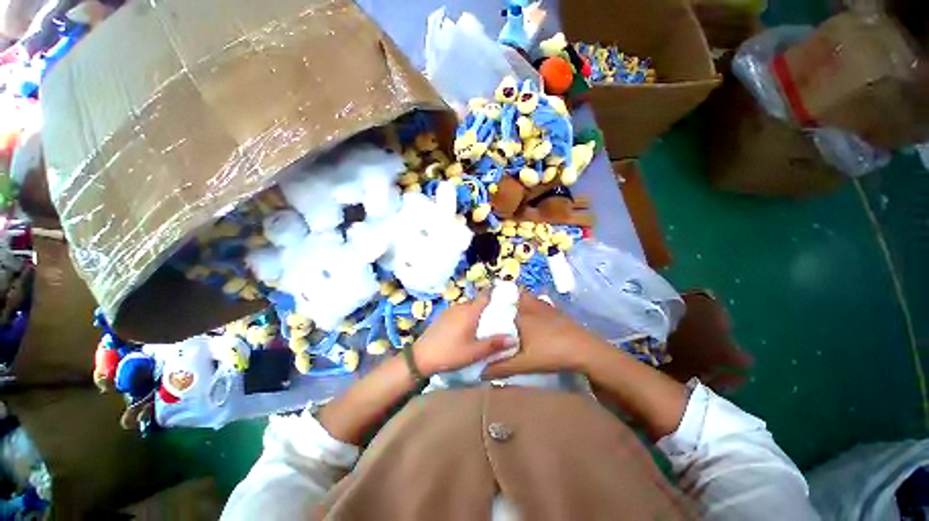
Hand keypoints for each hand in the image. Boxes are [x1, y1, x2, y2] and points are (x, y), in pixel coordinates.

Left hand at [413, 293, 514, 375]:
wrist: (421, 356)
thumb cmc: (450, 353)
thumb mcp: (474, 352)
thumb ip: (494, 344)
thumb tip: (514, 339)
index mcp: (470, 311)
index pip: (485, 295)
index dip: (495, 292)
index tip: (504, 295)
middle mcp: (460, 306)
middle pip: (477, 301)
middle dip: (487, 306)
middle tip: (497, 316)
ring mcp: (450, 310)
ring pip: (468, 307)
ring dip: (476, 312)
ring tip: (483, 324)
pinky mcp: (443, 316)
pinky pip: (459, 311)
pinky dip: (466, 316)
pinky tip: (466, 329)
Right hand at [482, 293, 607, 378]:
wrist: (585, 351)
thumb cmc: (551, 353)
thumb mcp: (523, 363)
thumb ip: (501, 367)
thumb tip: (481, 372)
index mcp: (521, 315)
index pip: (505, 302)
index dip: (496, 301)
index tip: (489, 306)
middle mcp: (533, 306)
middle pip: (520, 294)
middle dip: (512, 297)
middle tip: (505, 308)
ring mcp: (548, 308)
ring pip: (532, 299)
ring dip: (526, 301)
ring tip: (520, 312)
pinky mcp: (559, 312)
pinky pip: (544, 304)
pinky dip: (539, 307)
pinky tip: (539, 319)